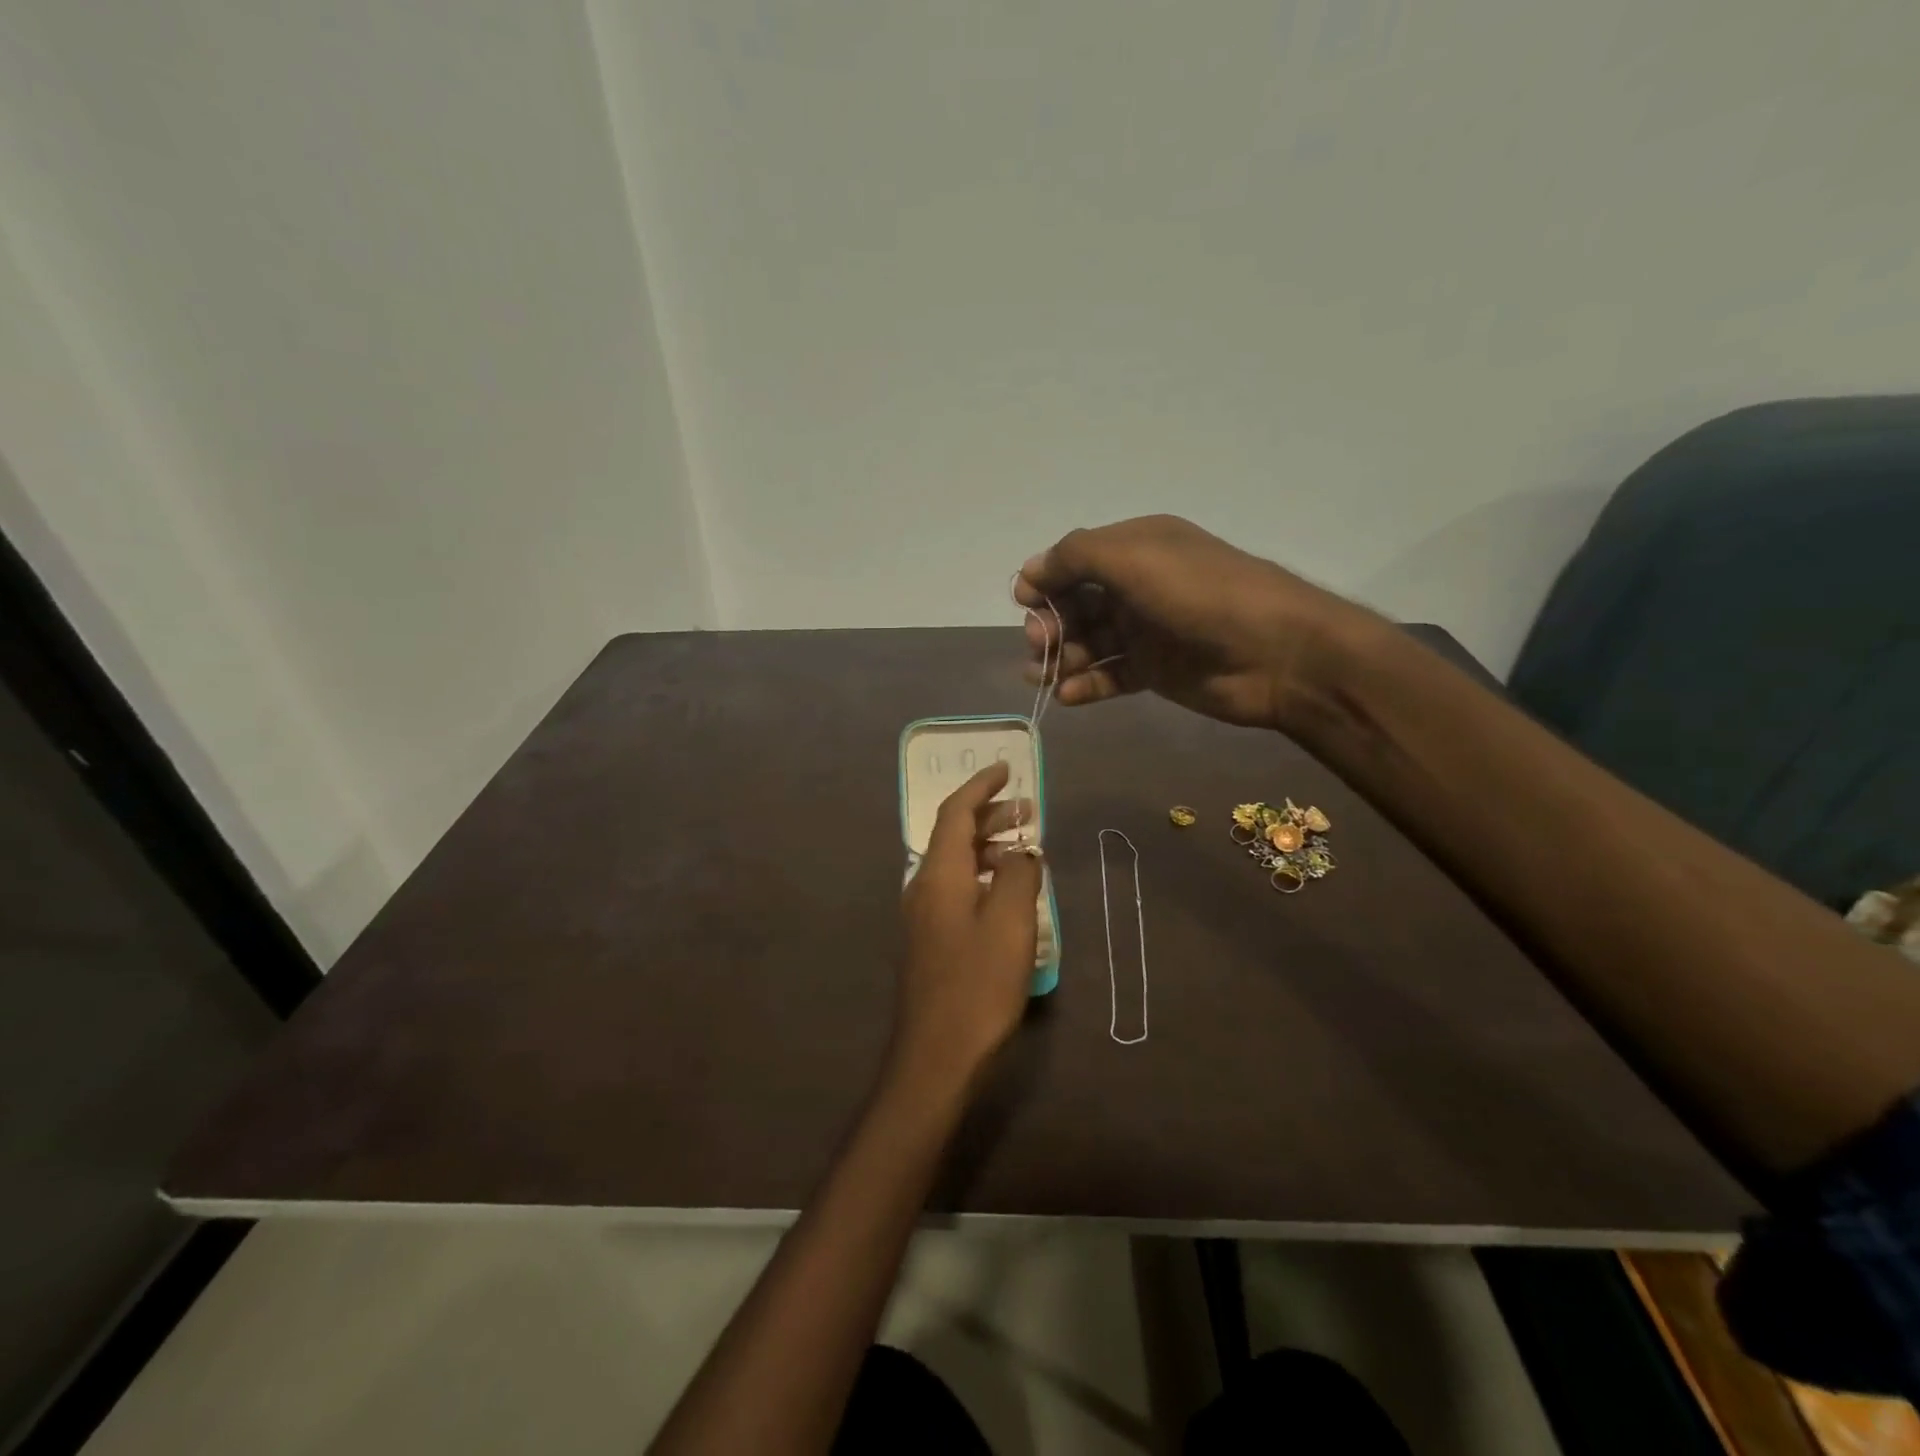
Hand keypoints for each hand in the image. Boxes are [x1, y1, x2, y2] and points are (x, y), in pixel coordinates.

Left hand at [891, 763, 1043, 1098]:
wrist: (936, 1056)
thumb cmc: (977, 985)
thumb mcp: (1011, 924)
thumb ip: (1020, 876)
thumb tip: (1023, 852)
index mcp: (939, 874)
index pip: (955, 813)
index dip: (980, 787)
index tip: (1006, 769)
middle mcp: (923, 886)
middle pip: (953, 835)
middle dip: (989, 815)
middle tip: (1029, 810)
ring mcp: (923, 915)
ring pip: (956, 864)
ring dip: (988, 847)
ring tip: (1025, 848)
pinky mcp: (930, 940)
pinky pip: (957, 889)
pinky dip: (983, 876)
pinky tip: (1008, 893)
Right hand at [1015, 514, 1367, 728]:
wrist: (1277, 652)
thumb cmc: (1201, 594)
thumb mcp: (1135, 557)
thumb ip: (1076, 557)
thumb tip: (1030, 571)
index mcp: (1138, 548)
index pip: (1076, 560)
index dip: (1046, 579)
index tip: (1024, 601)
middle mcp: (1140, 586)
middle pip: (1078, 603)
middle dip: (1051, 622)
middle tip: (1039, 644)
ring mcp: (1148, 631)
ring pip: (1090, 642)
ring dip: (1061, 657)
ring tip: (1043, 676)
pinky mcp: (1156, 671)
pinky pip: (1110, 675)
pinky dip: (1087, 685)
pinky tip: (1068, 696)